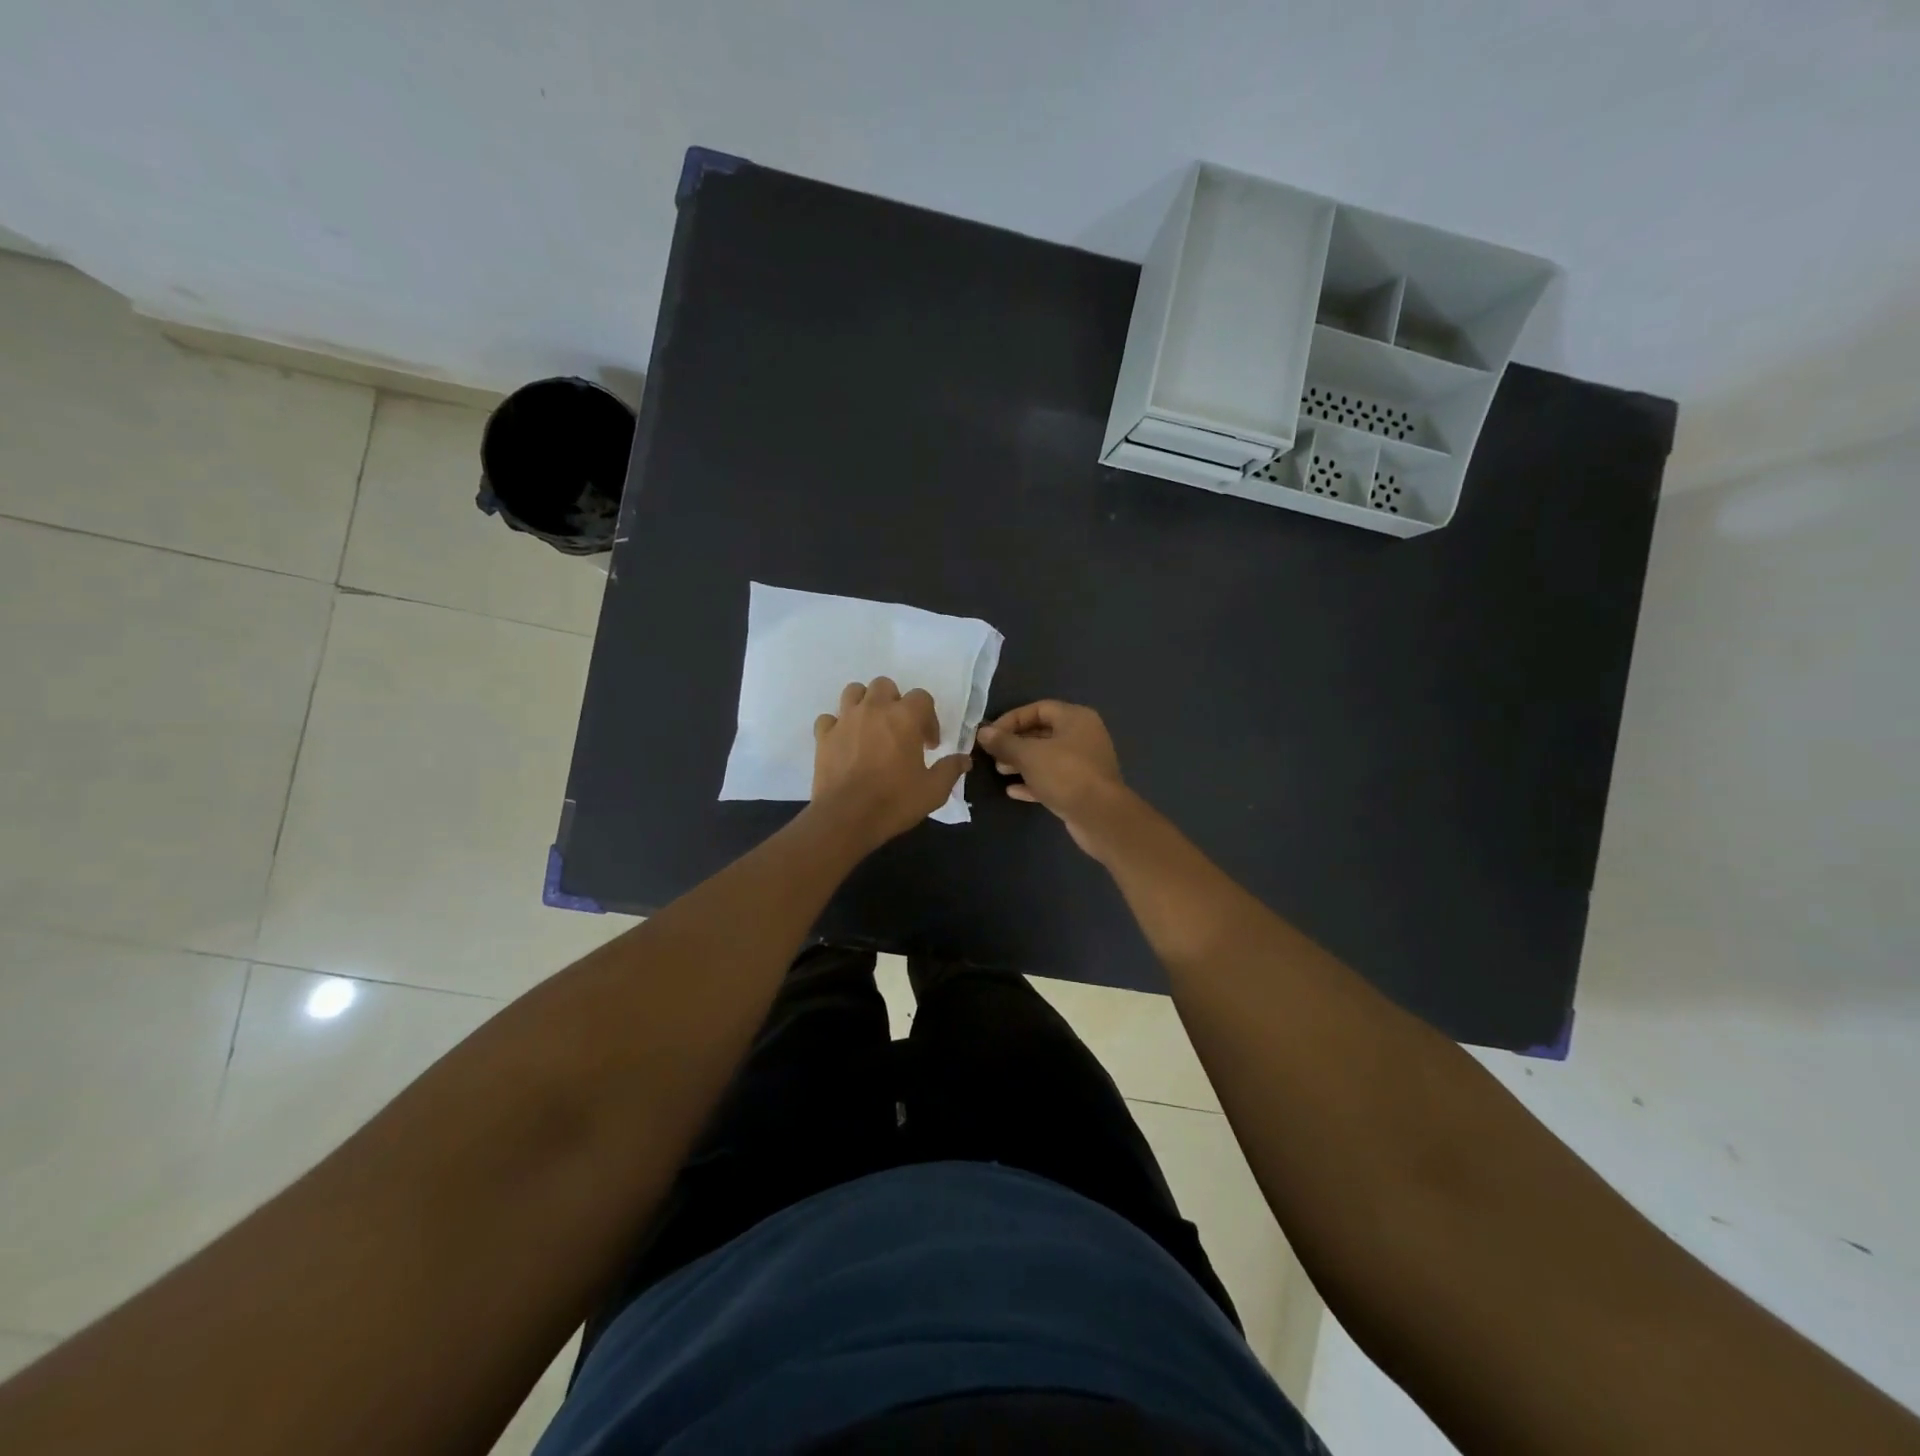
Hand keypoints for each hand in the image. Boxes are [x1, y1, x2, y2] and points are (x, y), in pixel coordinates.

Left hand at [809, 677, 970, 850]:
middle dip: (895, 702)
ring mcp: (845, 720)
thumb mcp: (933, 790)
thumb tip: (964, 760)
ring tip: (871, 727)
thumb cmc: (895, 801)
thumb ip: (950, 769)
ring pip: (854, 692)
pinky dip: (837, 725)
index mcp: (904, 717)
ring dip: (865, 703)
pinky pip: (829, 718)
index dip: (929, 718)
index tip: (929, 745)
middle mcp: (874, 709)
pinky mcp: (823, 736)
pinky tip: (844, 741)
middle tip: (899, 730)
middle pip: (885, 685)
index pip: (922, 697)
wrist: (846, 817)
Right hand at [976, 700, 1130, 856]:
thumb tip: (983, 732)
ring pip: (1047, 758)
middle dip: (1015, 743)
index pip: (1039, 708)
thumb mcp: (1029, 755)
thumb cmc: (1065, 774)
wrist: (1100, 816)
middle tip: (993, 754)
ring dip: (1022, 763)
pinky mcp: (1081, 788)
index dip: (1012, 719)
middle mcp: (1083, 736)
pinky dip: (1033, 782)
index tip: (991, 734)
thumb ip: (1004, 742)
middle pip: (1043, 733)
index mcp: (1076, 719)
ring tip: (1000, 771)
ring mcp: (1084, 764)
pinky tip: (1012, 791)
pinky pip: (1053, 779)